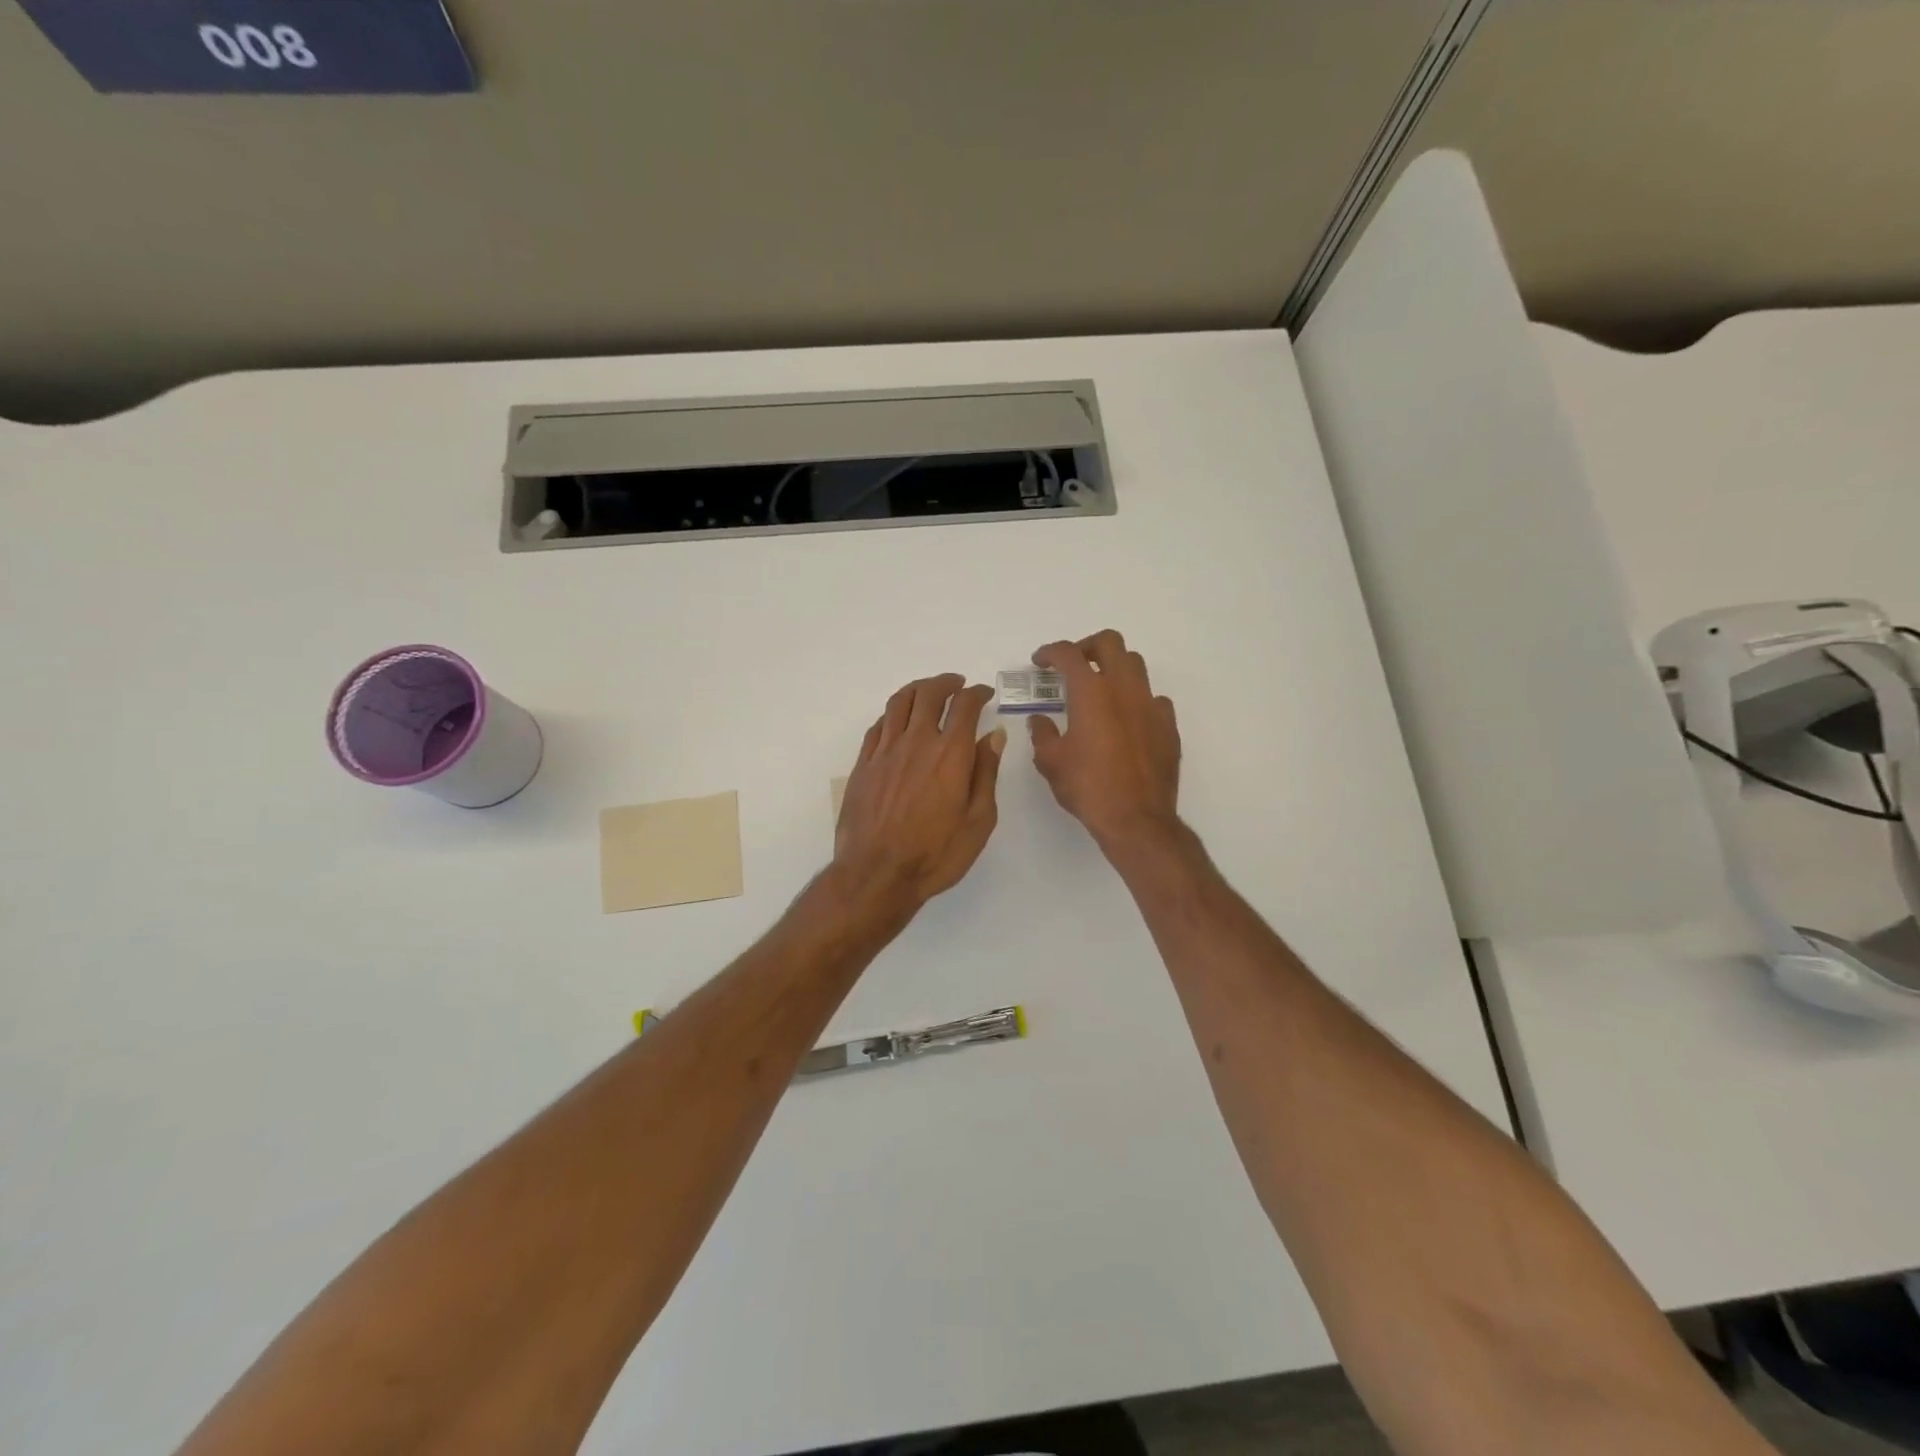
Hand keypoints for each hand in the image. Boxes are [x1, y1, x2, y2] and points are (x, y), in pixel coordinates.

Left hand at [834, 673, 1005, 910]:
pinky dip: (893, 713)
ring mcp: (885, 751)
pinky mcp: (863, 764)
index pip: (965, 706)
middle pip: (929, 694)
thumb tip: (994, 736)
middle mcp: (917, 742)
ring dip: (917, 689)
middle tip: (957, 685)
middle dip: (946, 683)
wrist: (876, 874)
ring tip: (928, 691)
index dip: (976, 693)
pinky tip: (898, 720)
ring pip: (899, 702)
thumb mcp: (978, 821)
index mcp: (950, 754)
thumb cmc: (935, 854)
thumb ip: (985, 773)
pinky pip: (878, 725)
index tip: (983, 694)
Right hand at [1029, 631, 1180, 851]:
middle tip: (1073, 666)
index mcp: (1090, 692)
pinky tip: (1128, 719)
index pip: (1068, 654)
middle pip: (1110, 643)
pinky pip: (1154, 699)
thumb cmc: (1087, 787)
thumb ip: (1042, 733)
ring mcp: (1150, 705)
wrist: (1136, 819)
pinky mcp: (1168, 726)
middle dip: (1087, 646)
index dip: (1050, 652)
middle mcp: (1123, 689)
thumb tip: (1040, 720)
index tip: (1040, 661)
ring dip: (1114, 668)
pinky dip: (1138, 700)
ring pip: (1135, 665)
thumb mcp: (1051, 762)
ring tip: (1101, 689)